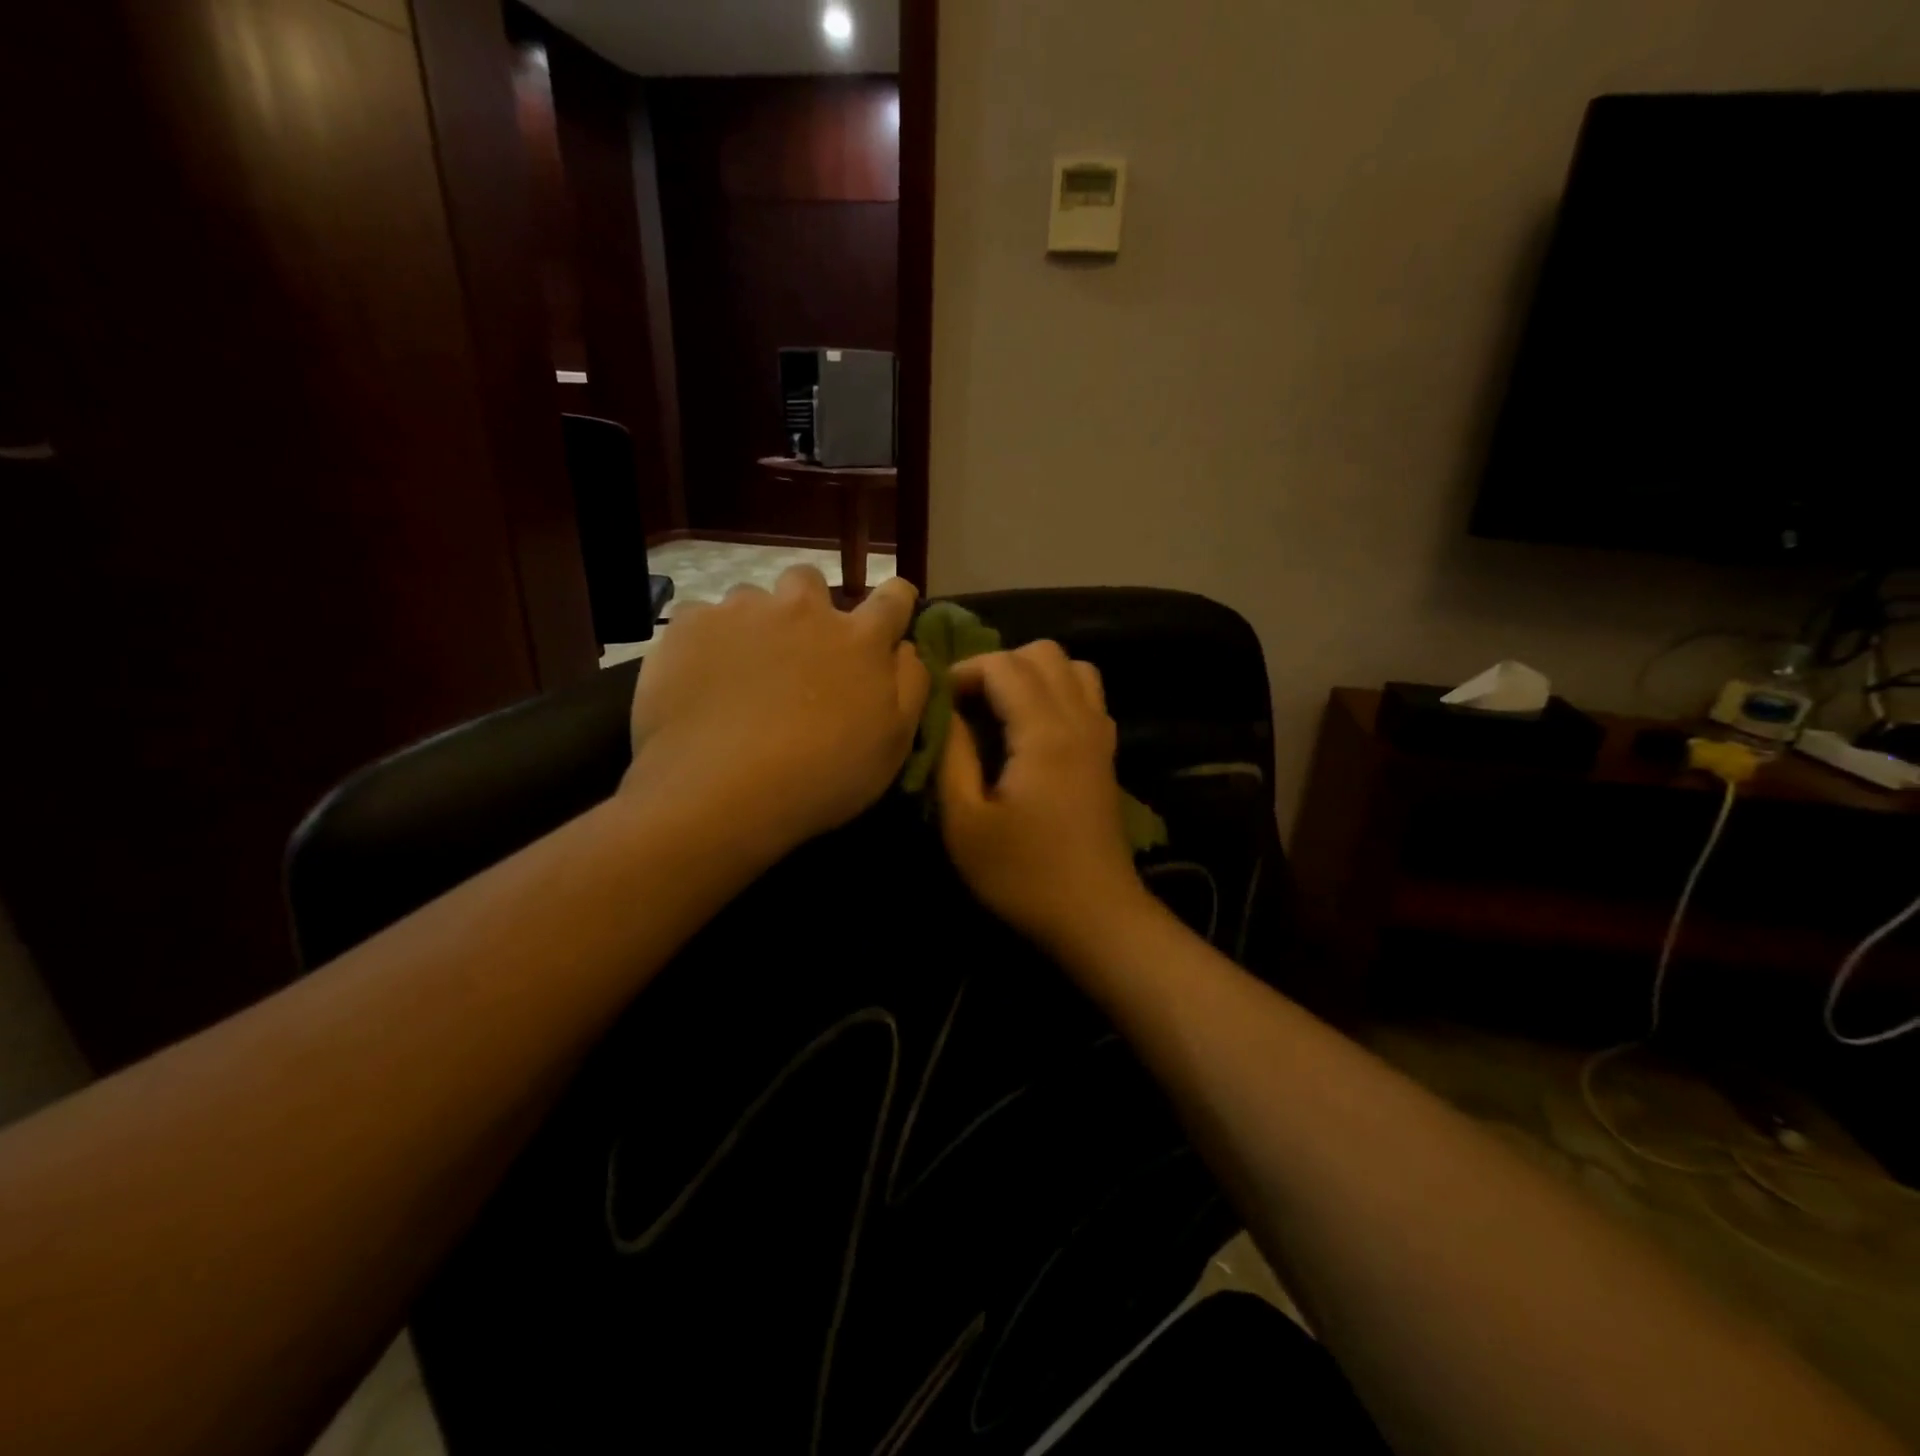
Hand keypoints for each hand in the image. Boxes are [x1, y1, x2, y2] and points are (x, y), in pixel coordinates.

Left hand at [622, 569, 929, 858]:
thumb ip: (910, 685)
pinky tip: (700, 681)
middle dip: (809, 606)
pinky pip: (701, 619)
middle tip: (798, 651)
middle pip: (810, 583)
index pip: (893, 597)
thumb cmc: (821, 776)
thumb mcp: (893, 744)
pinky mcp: (690, 625)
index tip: (887, 619)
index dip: (894, 602)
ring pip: (752, 599)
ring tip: (741, 672)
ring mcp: (743, 612)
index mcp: (860, 639)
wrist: (719, 791)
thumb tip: (905, 648)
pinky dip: (707, 643)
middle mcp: (804, 610)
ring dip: (755, 625)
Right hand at [937, 642, 1149, 950]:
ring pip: (1072, 667)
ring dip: (1032, 673)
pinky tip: (1034, 729)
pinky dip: (1058, 691)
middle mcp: (1079, 719)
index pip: (1003, 664)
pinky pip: (1087, 694)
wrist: (1095, 915)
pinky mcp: (1107, 753)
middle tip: (967, 704)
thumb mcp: (965, 822)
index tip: (939, 703)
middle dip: (997, 665)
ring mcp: (1100, 734)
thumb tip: (948, 712)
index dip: (964, 671)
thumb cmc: (1022, 874)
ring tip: (1001, 709)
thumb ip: (952, 755)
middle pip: (1043, 653)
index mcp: (1044, 732)